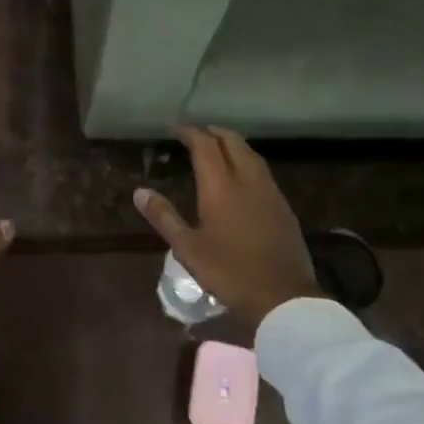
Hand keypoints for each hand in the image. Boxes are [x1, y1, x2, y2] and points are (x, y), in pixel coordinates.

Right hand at [133, 125, 320, 329]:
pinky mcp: (283, 206)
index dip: (190, 132)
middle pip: (233, 142)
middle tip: (196, 133)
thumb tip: (140, 192)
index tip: (175, 128)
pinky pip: (263, 171)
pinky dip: (248, 161)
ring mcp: (270, 192)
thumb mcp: (187, 247)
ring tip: (218, 147)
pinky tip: (242, 176)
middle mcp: (247, 180)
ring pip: (252, 155)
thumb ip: (164, 216)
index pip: (205, 146)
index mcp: (221, 187)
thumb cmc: (228, 271)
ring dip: (233, 144)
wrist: (281, 295)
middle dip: (213, 132)